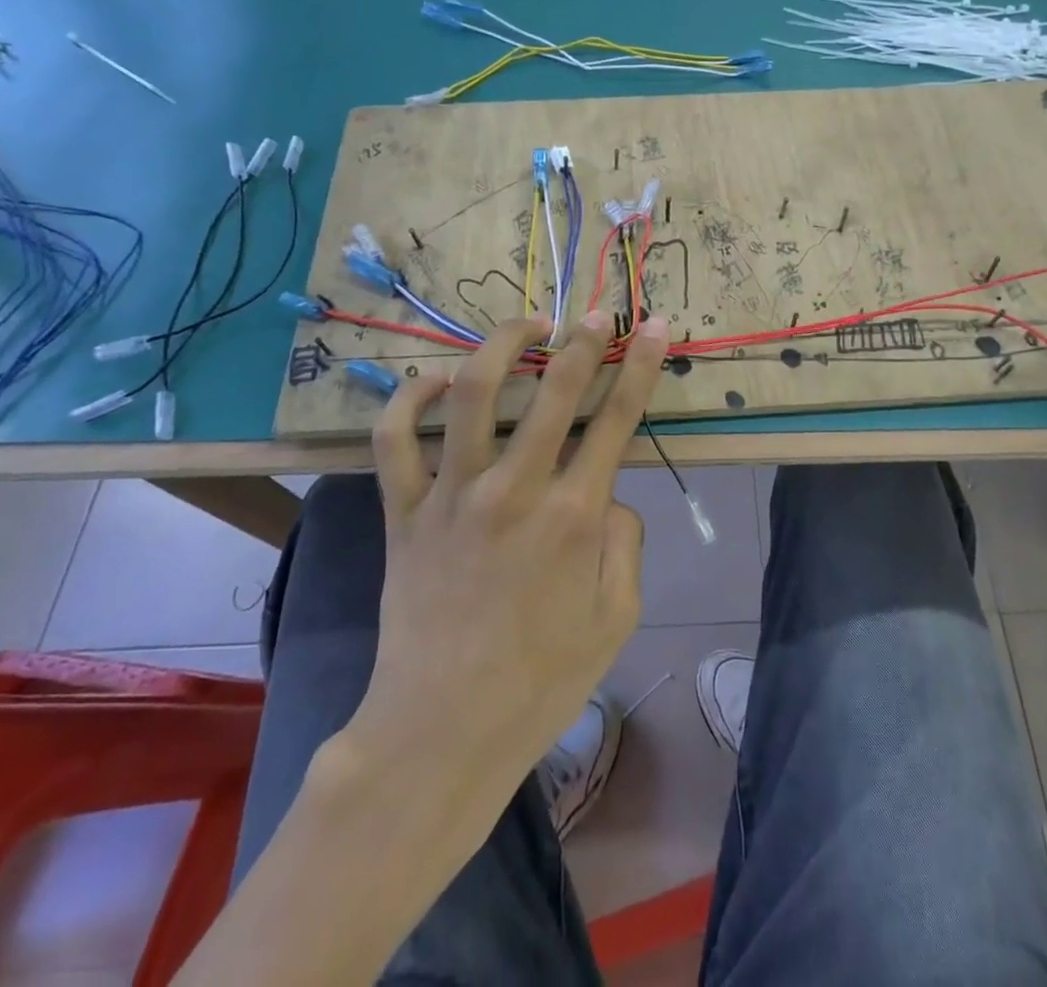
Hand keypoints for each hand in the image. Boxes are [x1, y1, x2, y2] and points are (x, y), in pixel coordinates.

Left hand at [346, 310, 667, 798]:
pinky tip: (432, 379)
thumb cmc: (540, 681)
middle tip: (595, 313)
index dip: (641, 365)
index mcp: (574, 516)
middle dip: (581, 341)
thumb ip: (625, 543)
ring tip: (524, 326)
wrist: (442, 732)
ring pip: (472, 395)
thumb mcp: (617, 618)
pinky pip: (394, 441)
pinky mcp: (404, 512)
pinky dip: (409, 401)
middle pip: (554, 391)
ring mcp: (452, 495)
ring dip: (500, 347)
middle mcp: (515, 490)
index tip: (652, 326)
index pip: (618, 418)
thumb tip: (606, 495)